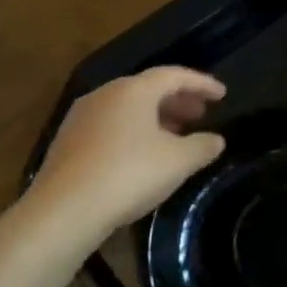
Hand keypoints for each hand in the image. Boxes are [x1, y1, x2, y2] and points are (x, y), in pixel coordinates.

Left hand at [24, 67, 225, 255]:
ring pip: (128, 107)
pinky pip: (111, 125)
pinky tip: (144, 154)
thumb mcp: (179, 161)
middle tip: (201, 114)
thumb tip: (216, 140)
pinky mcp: (68, 141)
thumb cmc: (129, 175)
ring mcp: (82, 117)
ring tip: (177, 134)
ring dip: (156, 116)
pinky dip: (135, 131)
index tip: (222, 94)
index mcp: (133, 90)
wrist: (64, 211)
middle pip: (148, 88)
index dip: (202, 83)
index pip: (174, 75)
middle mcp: (105, 95)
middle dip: (178, 99)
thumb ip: (203, 146)